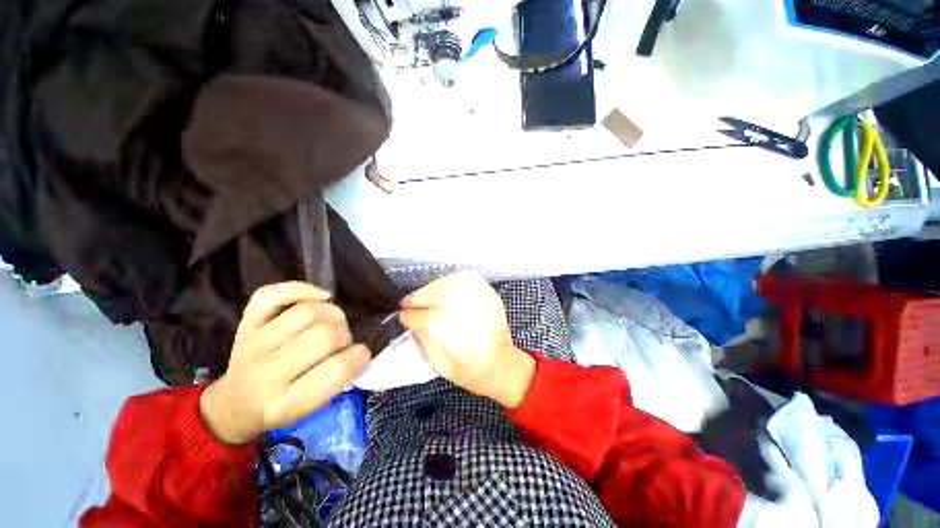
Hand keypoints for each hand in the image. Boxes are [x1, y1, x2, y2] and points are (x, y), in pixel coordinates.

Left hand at [200, 282, 370, 443]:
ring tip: (332, 321)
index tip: (362, 354)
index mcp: (285, 403)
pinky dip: (301, 289)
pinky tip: (319, 298)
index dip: (359, 356)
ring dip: (332, 312)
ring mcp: (252, 344)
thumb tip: (358, 347)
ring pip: (306, 312)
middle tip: (342, 341)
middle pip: (323, 336)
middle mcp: (265, 373)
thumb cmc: (280, 407)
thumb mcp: (309, 409)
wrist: (234, 404)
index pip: (336, 370)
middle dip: (344, 334)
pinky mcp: (245, 324)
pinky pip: (272, 294)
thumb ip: (336, 381)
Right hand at [399, 272, 534, 408]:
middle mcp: (483, 322)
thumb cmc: (473, 373)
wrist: (505, 366)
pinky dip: (450, 279)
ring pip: (459, 282)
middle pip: (449, 295)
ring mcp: (491, 305)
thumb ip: (425, 340)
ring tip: (422, 295)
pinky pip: (470, 278)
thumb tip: (410, 317)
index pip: (437, 321)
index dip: (416, 316)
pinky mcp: (494, 296)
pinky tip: (439, 287)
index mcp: (471, 346)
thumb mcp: (443, 368)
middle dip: (423, 295)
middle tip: (408, 301)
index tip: (402, 316)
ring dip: (435, 285)